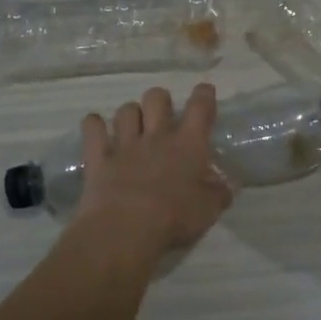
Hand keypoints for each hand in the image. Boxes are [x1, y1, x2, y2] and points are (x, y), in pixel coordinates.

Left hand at [73, 83, 233, 256]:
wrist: (126, 228)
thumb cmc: (174, 218)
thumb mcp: (209, 210)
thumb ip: (219, 193)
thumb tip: (227, 184)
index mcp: (188, 145)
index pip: (200, 108)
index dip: (203, 95)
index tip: (204, 91)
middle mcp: (156, 136)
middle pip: (156, 98)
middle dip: (160, 100)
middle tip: (162, 116)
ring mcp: (125, 144)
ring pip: (126, 110)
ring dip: (130, 114)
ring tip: (132, 126)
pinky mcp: (98, 157)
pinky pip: (93, 128)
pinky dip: (94, 125)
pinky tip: (96, 128)